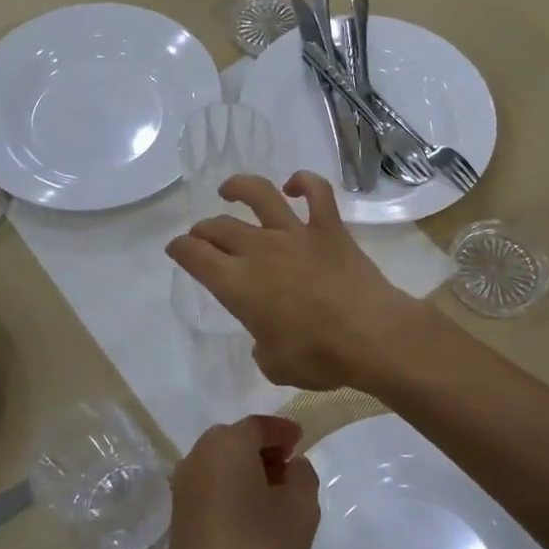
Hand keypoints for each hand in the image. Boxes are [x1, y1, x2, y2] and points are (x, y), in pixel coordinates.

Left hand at [162, 415, 318, 548]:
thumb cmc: (256, 547)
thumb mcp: (301, 509)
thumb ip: (303, 476)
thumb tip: (292, 466)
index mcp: (228, 443)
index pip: (260, 425)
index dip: (283, 430)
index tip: (301, 439)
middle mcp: (200, 454)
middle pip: (238, 440)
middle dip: (265, 449)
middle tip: (290, 467)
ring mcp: (184, 483)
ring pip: (222, 462)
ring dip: (248, 469)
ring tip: (274, 494)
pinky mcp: (178, 512)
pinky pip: (211, 485)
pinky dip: (232, 487)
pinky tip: (250, 514)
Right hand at [166, 172, 426, 389]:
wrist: (372, 337)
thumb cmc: (319, 357)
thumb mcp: (275, 366)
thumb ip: (262, 347)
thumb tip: (267, 340)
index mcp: (237, 284)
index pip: (194, 256)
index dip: (180, 249)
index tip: (176, 249)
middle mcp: (259, 250)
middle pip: (219, 227)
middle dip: (202, 229)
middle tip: (201, 236)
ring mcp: (295, 234)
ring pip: (259, 194)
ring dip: (239, 187)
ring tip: (229, 190)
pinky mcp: (329, 228)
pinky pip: (316, 192)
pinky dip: (304, 181)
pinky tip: (295, 185)